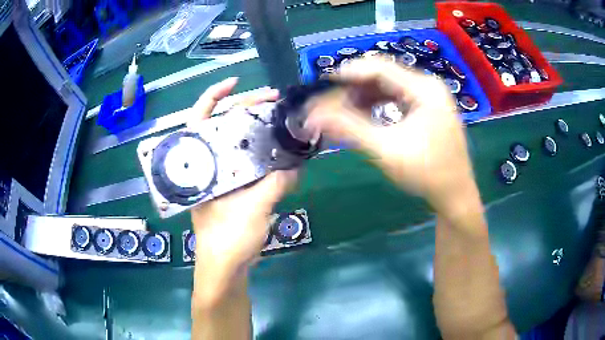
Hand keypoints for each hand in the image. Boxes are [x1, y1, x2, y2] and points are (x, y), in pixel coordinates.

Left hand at [188, 77, 296, 274]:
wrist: (226, 267)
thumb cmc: (227, 239)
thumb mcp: (252, 209)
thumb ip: (275, 185)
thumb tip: (297, 166)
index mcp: (200, 165)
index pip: (198, 120)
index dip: (214, 96)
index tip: (235, 82)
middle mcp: (208, 165)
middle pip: (223, 125)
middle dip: (245, 108)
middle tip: (272, 98)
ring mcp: (222, 175)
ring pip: (237, 142)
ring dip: (257, 129)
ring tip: (280, 118)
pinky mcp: (235, 187)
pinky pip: (249, 162)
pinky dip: (264, 154)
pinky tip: (281, 150)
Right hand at [306, 58, 476, 213]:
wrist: (455, 194)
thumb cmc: (426, 174)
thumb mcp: (386, 150)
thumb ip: (349, 128)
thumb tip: (314, 115)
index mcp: (424, 89)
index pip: (380, 68)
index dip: (349, 73)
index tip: (323, 84)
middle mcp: (428, 85)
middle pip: (384, 74)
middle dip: (355, 87)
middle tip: (332, 104)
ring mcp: (430, 95)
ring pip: (389, 84)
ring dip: (365, 95)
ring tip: (345, 112)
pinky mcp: (428, 105)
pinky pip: (397, 95)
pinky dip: (378, 103)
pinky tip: (365, 114)